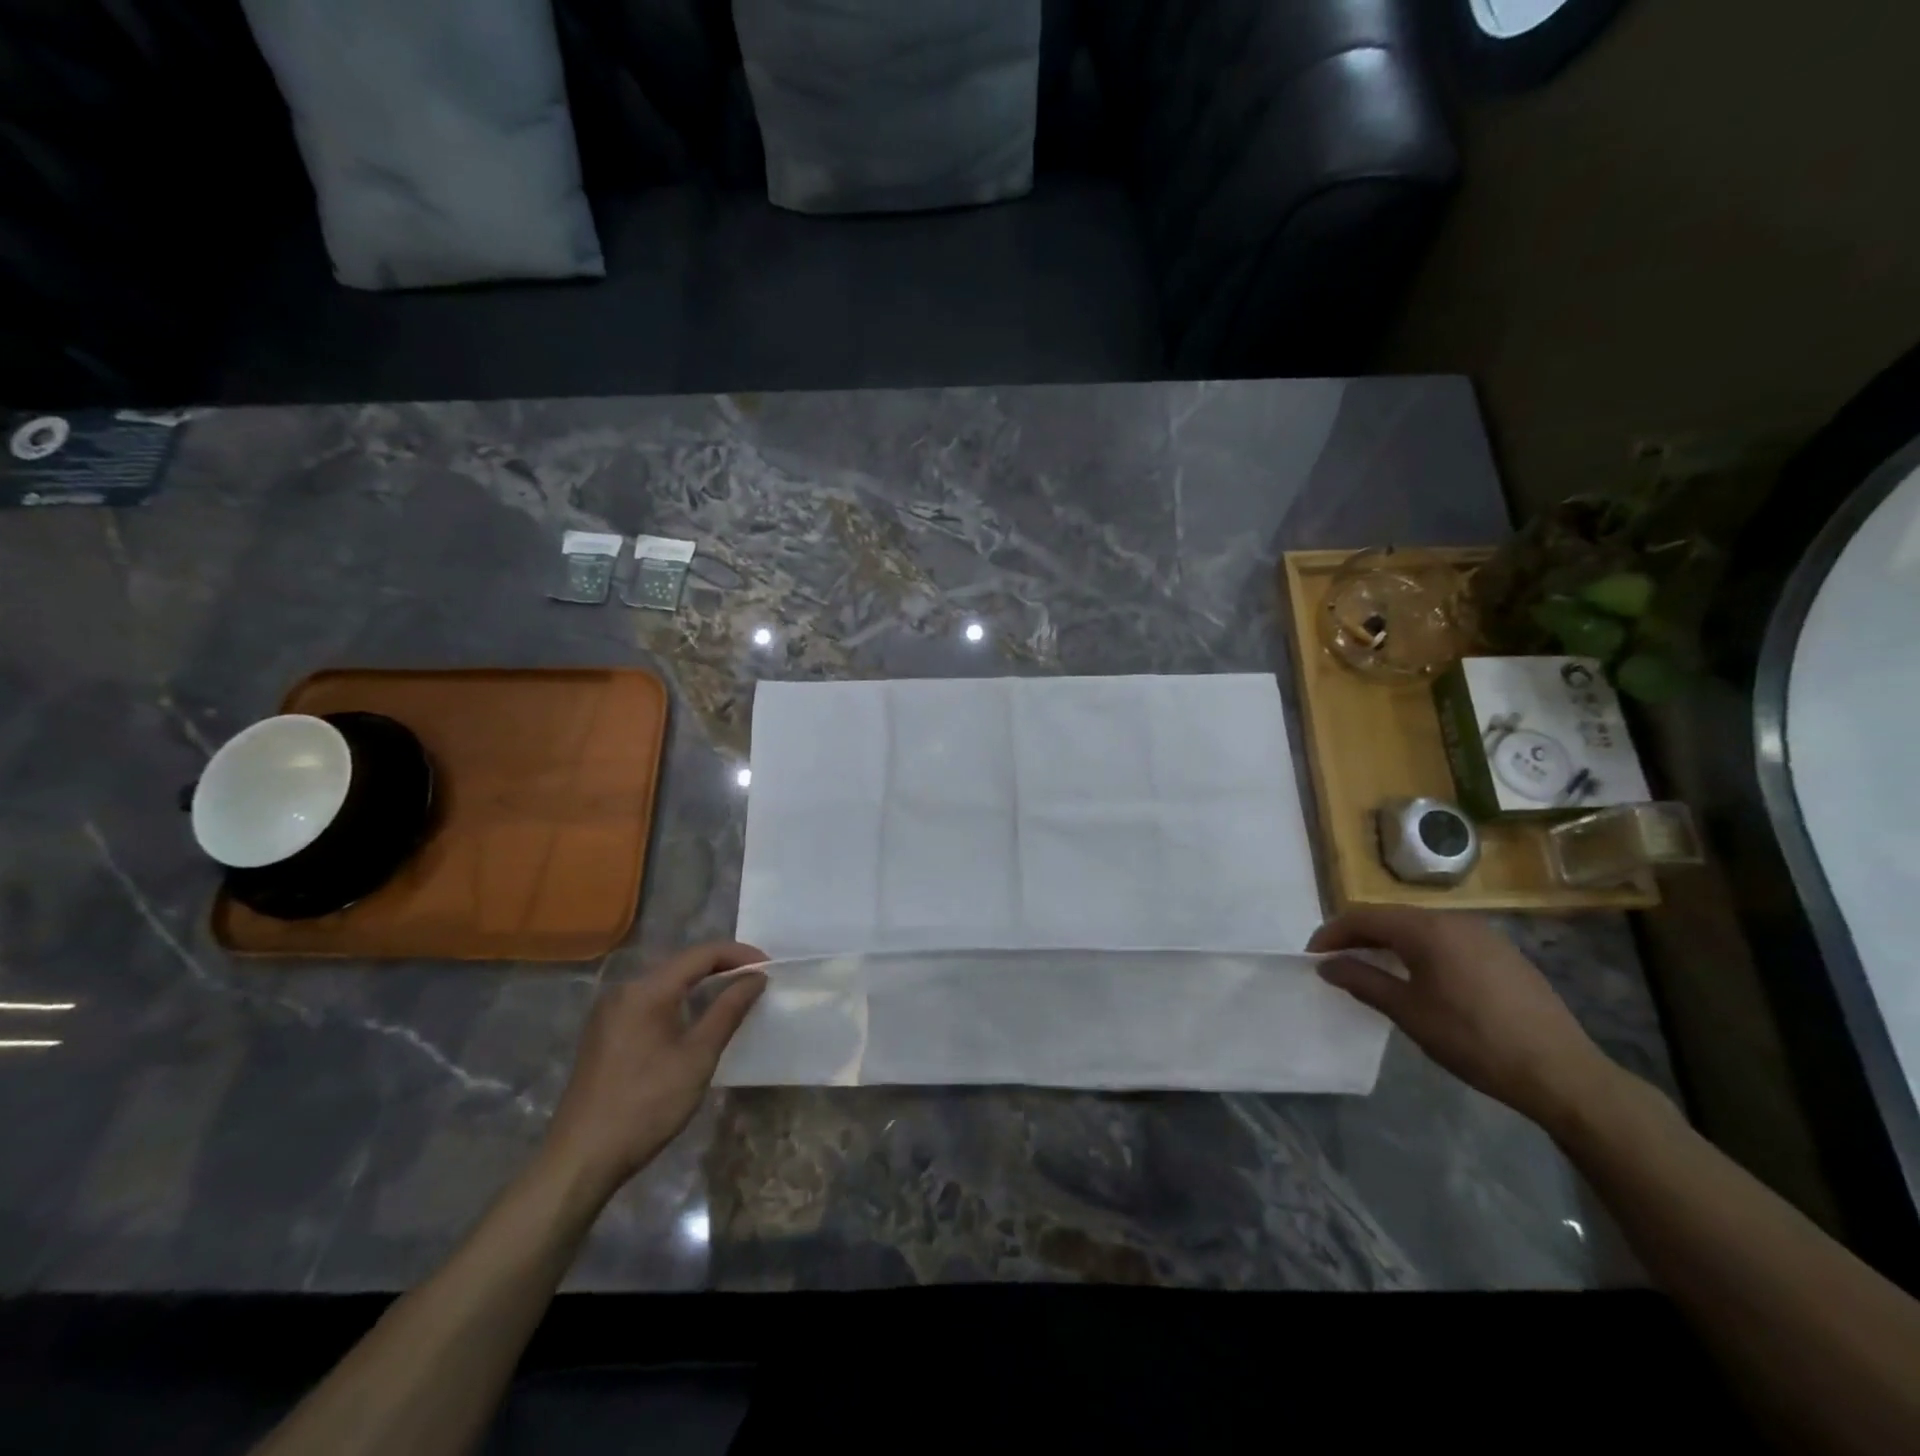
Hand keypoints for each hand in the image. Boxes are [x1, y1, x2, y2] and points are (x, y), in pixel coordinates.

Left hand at [540, 941, 767, 1201]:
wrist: (581, 1159)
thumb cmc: (646, 1105)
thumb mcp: (697, 1057)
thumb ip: (728, 1010)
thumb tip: (756, 977)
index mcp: (646, 989)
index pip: (701, 954)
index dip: (739, 955)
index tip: (770, 968)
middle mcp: (624, 989)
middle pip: (682, 964)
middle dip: (722, 966)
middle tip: (756, 981)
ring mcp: (610, 1011)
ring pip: (666, 982)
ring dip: (701, 984)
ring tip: (734, 996)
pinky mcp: (605, 1032)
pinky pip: (650, 1001)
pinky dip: (679, 1000)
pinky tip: (696, 1018)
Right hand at [1309, 907, 1618, 1131]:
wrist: (1562, 1073)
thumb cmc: (1474, 1040)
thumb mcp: (1408, 1012)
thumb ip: (1362, 981)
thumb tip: (1327, 965)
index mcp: (1426, 929)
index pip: (1363, 917)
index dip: (1332, 934)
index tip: (1313, 958)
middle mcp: (1453, 920)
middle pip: (1390, 917)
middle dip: (1358, 936)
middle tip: (1336, 963)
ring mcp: (1483, 935)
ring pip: (1419, 928)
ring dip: (1388, 943)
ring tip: (1371, 970)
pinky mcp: (1502, 954)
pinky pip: (1445, 940)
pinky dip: (1419, 951)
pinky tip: (1418, 979)